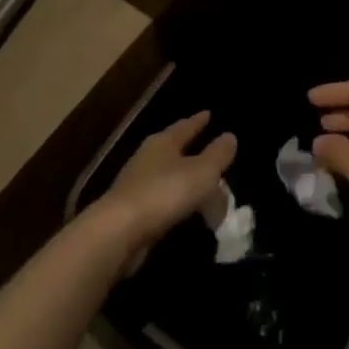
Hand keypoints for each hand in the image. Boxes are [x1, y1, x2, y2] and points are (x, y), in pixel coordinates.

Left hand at [100, 112, 236, 254]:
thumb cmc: (164, 193)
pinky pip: (163, 203)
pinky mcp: (132, 214)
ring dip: (187, 183)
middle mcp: (148, 159)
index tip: (209, 114)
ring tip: (206, 190)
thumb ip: (218, 154)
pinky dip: (178, 205)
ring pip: (170, 178)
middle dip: (194, 153)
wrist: (117, 234)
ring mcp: (137, 187)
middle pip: (175, 151)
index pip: (185, 126)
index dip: (199, 121)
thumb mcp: (202, 172)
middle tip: (214, 157)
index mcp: (163, 142)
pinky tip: (188, 214)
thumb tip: (230, 136)